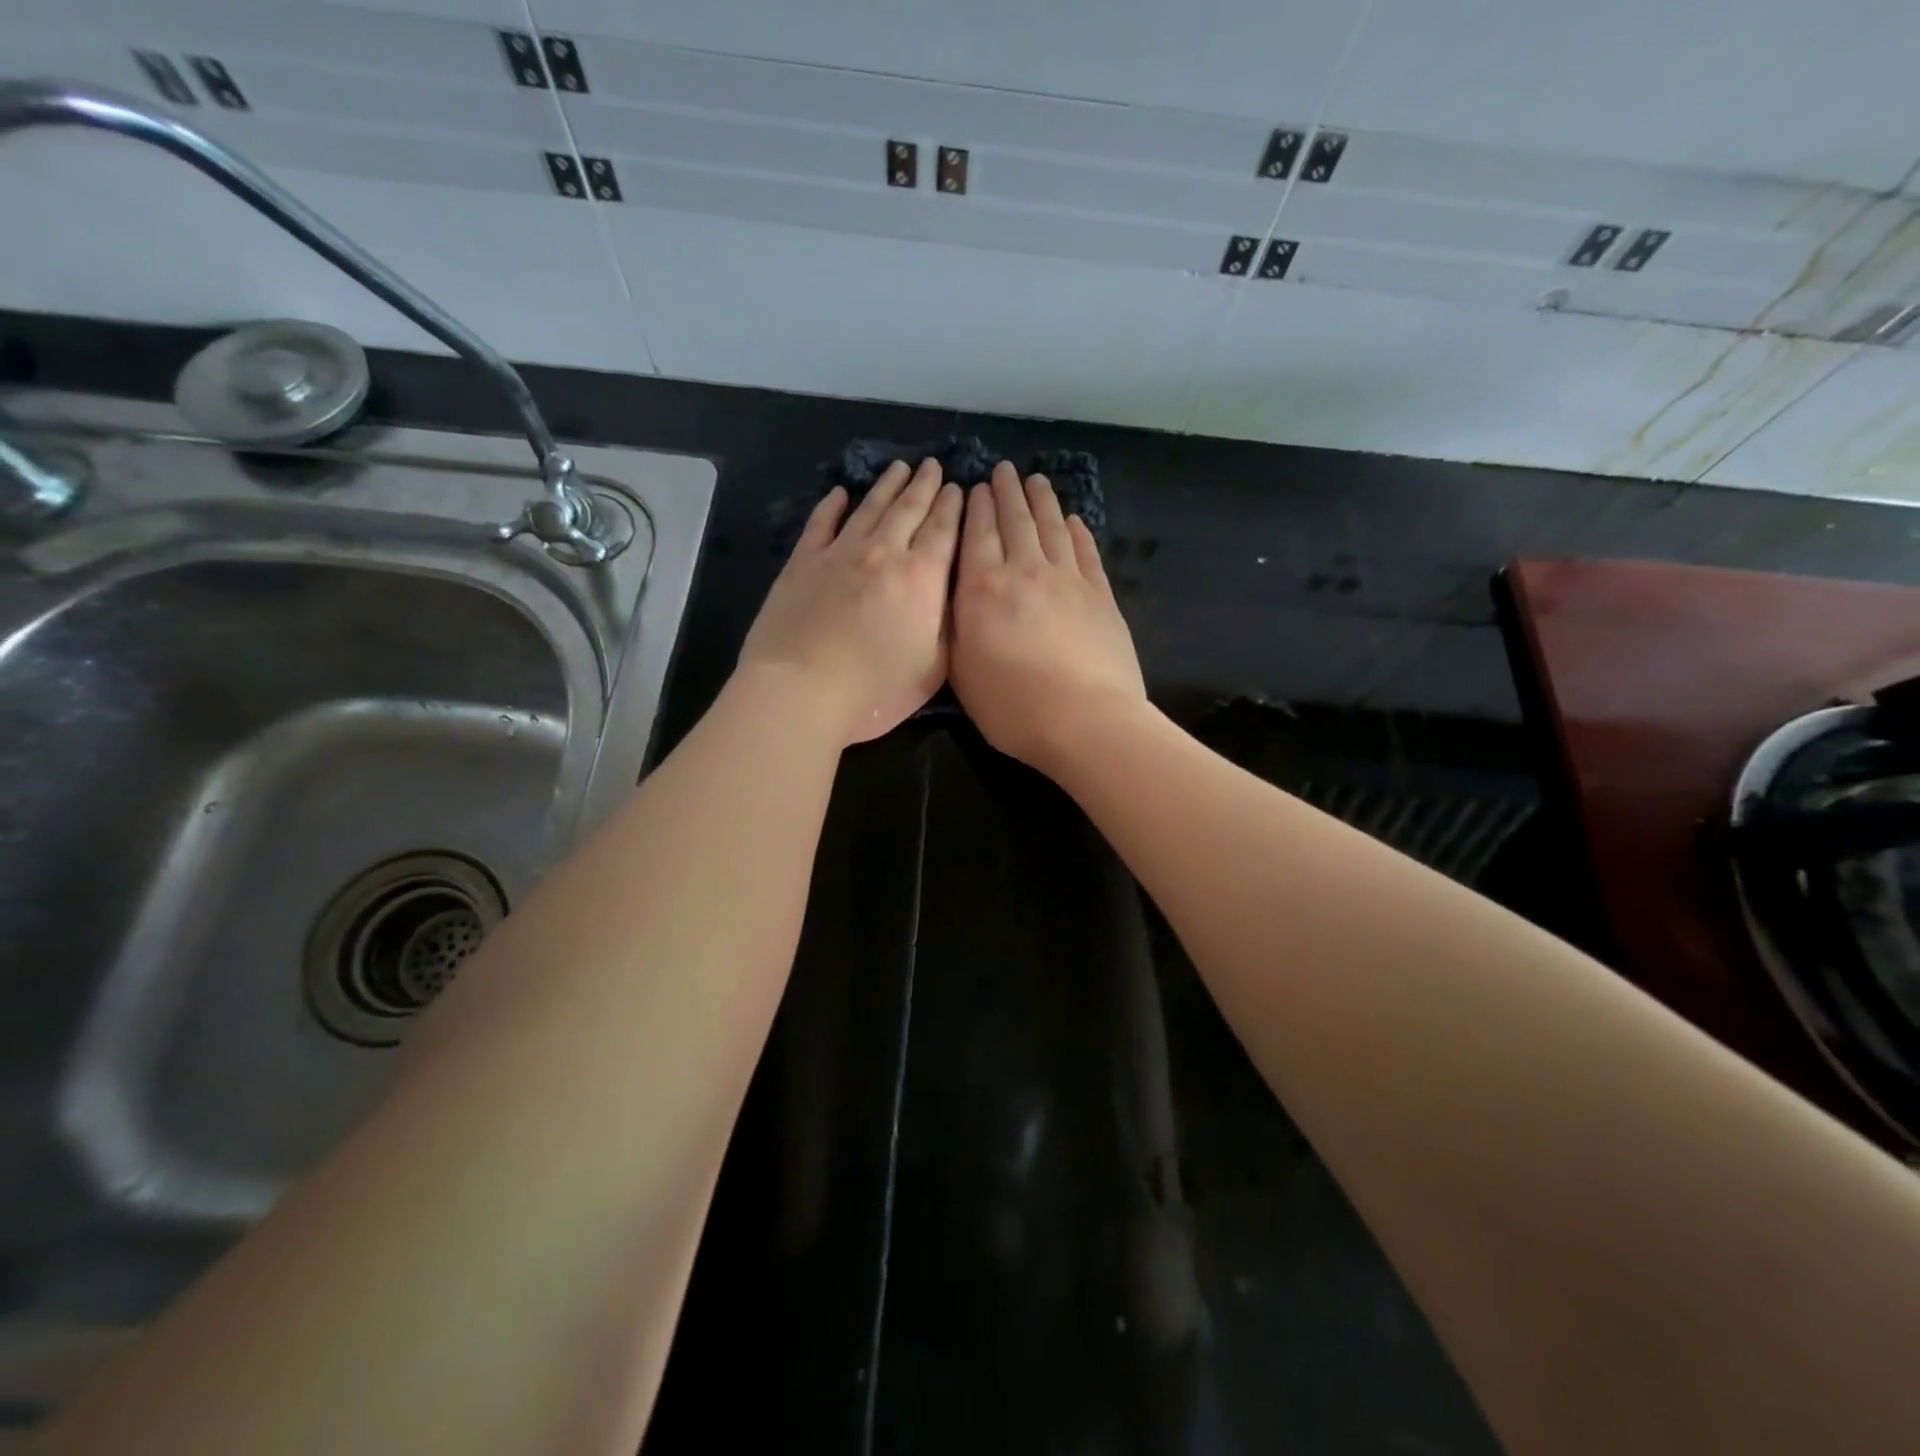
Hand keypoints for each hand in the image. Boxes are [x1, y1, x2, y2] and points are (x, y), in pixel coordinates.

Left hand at [740, 458, 962, 744]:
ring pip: (870, 508)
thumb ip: (947, 625)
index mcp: (922, 577)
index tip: (959, 486)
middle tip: (933, 465)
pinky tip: (840, 493)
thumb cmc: (876, 689)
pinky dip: (832, 505)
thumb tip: (949, 594)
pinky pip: (822, 523)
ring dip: (887, 486)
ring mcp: (840, 553)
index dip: (953, 506)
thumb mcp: (934, 667)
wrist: (802, 690)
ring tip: (900, 468)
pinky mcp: (803, 562)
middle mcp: (883, 552)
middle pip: (909, 509)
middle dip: (925, 486)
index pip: (944, 530)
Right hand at [950, 462, 1144, 772]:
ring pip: (1052, 528)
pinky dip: (1078, 531)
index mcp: (983, 589)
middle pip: (1016, 521)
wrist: (1084, 720)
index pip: (977, 534)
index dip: (976, 508)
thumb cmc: (1011, 707)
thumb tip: (954, 597)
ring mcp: (1068, 580)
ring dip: (1042, 501)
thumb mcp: (961, 672)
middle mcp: (1025, 572)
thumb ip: (954, 627)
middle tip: (1003, 470)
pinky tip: (1073, 520)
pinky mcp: (1101, 595)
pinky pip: (1086, 551)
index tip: (975, 487)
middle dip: (1007, 492)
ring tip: (1036, 481)